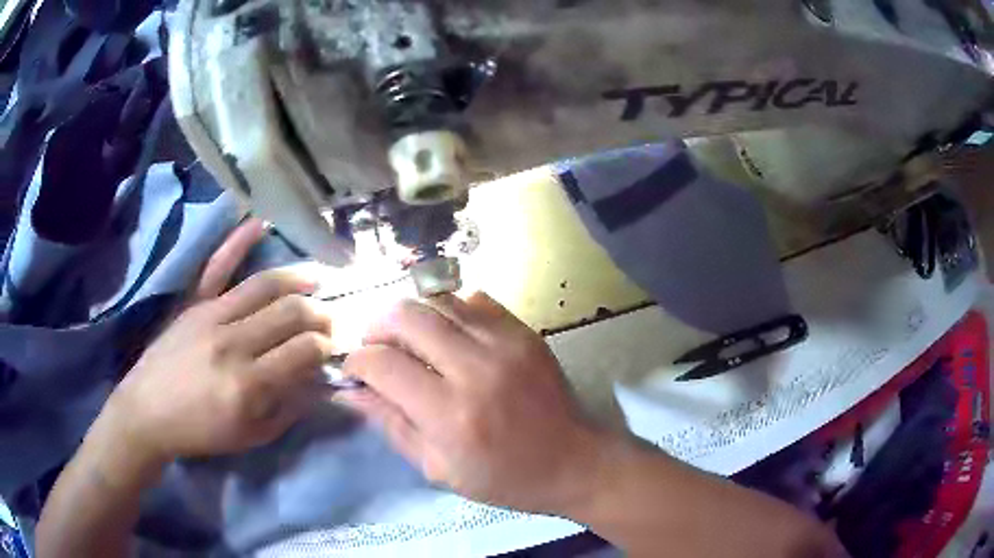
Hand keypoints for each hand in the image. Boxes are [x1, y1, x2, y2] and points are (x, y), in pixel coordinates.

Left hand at [95, 219, 335, 472]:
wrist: (148, 412)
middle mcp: (233, 343)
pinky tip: (260, 223)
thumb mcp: (251, 436)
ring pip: (265, 285)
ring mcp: (211, 316)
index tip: (336, 347)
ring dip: (298, 278)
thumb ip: (289, 409)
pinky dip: (237, 242)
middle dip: (320, 314)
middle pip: (290, 313)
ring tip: (319, 277)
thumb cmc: (201, 431)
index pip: (304, 350)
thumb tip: (320, 381)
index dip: (327, 345)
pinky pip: (217, 266)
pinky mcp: (193, 304)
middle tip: (332, 319)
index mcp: (249, 384)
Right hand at [340, 293, 609, 514]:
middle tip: (376, 347)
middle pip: (406, 316)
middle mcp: (476, 369)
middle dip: (377, 327)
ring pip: (438, 300)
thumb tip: (349, 391)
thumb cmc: (505, 478)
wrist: (574, 461)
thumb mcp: (438, 468)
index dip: (357, 362)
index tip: (354, 370)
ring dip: (412, 316)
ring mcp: (505, 344)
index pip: (382, 364)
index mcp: (450, 415)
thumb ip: (391, 424)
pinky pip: (474, 300)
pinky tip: (450, 336)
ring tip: (409, 340)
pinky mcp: (525, 332)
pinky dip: (451, 311)